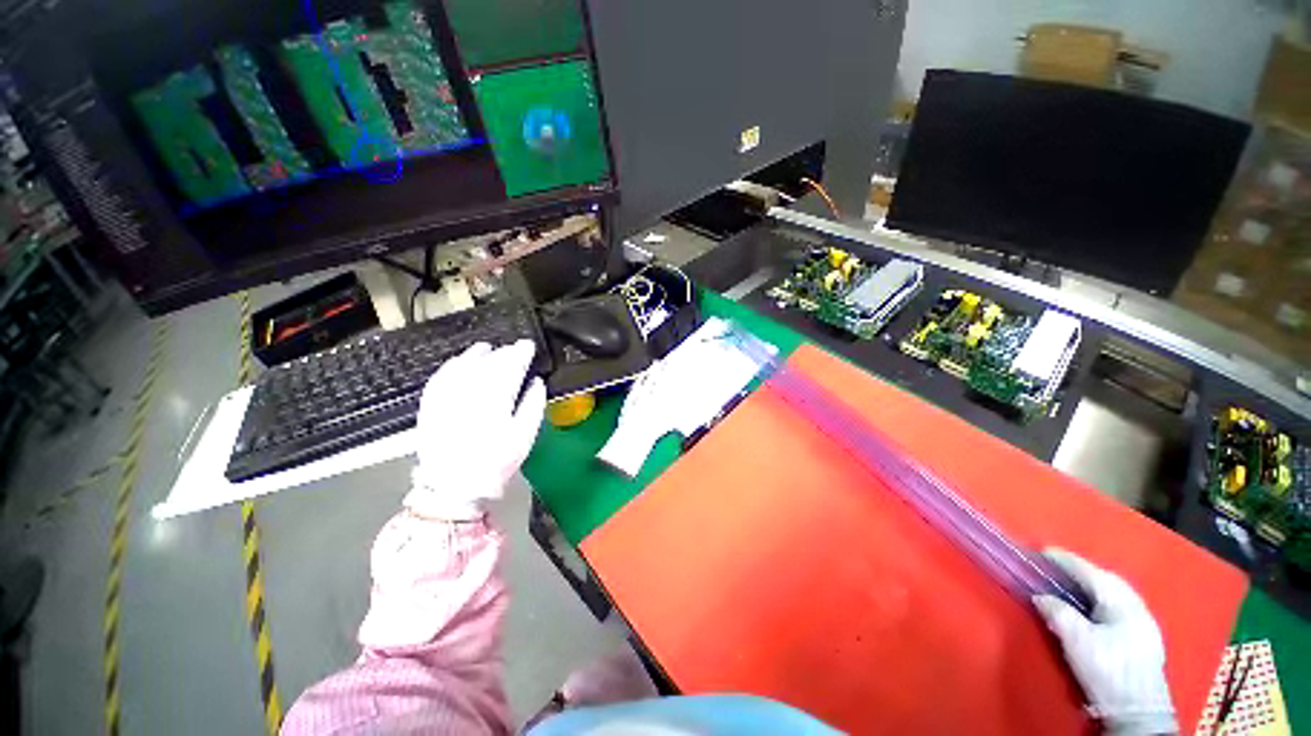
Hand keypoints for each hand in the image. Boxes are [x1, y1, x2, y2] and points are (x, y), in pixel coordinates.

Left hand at [404, 340, 546, 520]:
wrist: (452, 486)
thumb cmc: (495, 462)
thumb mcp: (524, 436)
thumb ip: (533, 405)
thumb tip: (537, 382)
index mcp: (496, 397)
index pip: (510, 364)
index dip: (521, 352)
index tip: (529, 346)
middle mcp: (470, 390)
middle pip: (489, 361)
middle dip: (505, 352)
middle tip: (516, 349)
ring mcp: (447, 395)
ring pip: (465, 363)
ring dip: (480, 353)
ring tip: (491, 349)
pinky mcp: (431, 402)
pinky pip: (443, 374)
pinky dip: (455, 363)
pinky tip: (462, 361)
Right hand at [1033, 549, 1177, 735]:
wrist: (1139, 711)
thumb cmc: (1107, 669)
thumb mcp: (1076, 640)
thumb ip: (1058, 612)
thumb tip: (1041, 596)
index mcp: (1122, 601)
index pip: (1090, 572)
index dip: (1065, 560)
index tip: (1042, 551)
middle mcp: (1136, 605)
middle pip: (1106, 580)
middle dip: (1080, 571)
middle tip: (1054, 566)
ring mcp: (1143, 622)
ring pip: (1114, 593)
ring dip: (1091, 585)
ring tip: (1070, 583)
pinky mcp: (1143, 638)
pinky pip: (1118, 606)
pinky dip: (1100, 599)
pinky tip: (1092, 607)